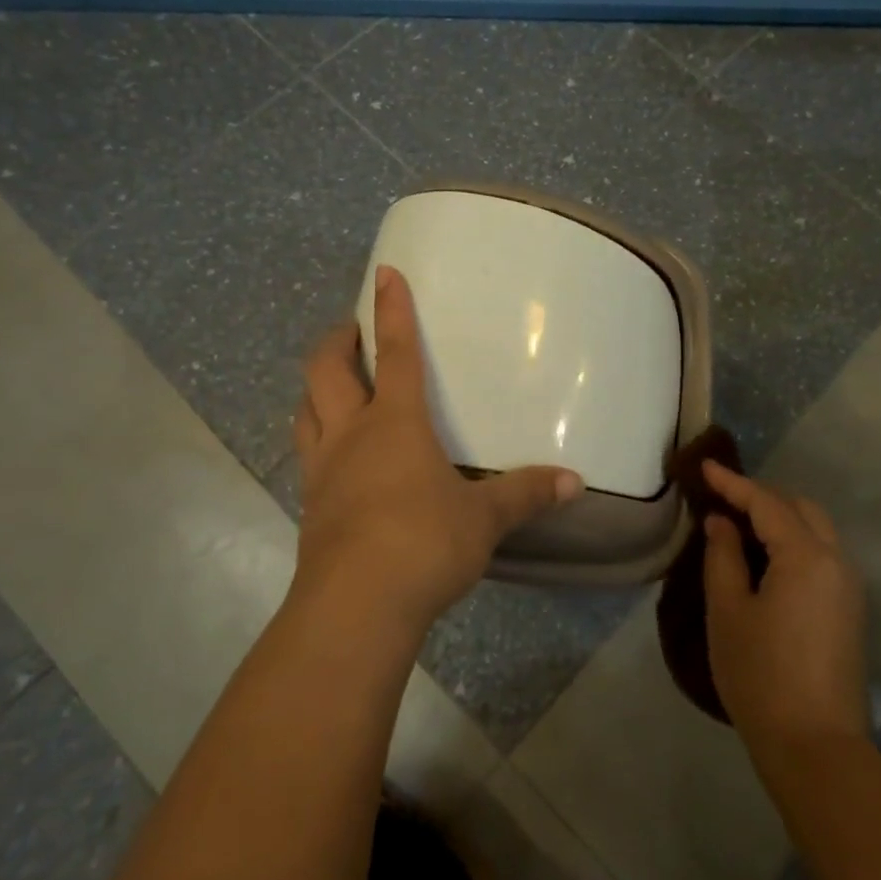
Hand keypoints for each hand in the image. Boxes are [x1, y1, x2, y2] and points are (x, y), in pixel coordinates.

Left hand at [290, 265, 583, 638]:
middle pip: (326, 371)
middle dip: (336, 341)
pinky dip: (316, 436)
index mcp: (395, 422)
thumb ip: (526, 494)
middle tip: (349, 330)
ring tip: (333, 383)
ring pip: (305, 410)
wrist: (356, 606)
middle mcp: (351, 434)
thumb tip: (575, 482)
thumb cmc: (424, 542)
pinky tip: (336, 454)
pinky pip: (307, 454)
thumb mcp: (484, 518)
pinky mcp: (310, 506)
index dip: (390, 310)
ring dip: (316, 387)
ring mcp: (323, 470)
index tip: (384, 274)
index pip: (393, 352)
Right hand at [701, 461, 869, 750]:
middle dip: (761, 496)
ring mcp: (849, 587)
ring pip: (816, 529)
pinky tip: (766, 555)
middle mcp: (837, 561)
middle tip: (722, 497)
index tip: (704, 467)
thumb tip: (722, 523)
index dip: (733, 483)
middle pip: (800, 508)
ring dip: (780, 517)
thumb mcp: (728, 611)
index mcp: (806, 556)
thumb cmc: (761, 675)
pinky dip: (794, 540)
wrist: (816, 748)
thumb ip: (723, 556)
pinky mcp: (850, 610)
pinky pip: (822, 554)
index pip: (766, 503)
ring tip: (740, 522)